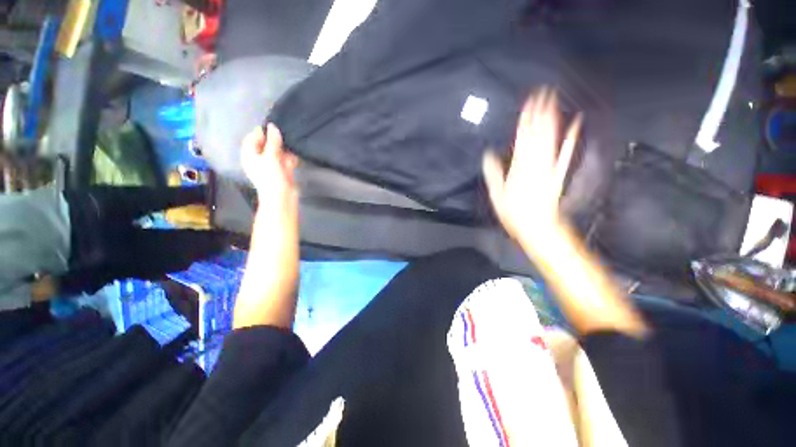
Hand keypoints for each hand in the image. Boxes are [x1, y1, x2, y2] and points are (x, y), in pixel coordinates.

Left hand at [241, 123, 298, 215]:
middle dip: (275, 140)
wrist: (281, 197)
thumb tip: (272, 126)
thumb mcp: (270, 156)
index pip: (252, 138)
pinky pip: (285, 160)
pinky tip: (295, 154)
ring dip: (284, 148)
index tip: (273, 128)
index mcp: (250, 155)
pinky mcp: (282, 170)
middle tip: (284, 134)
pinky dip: (290, 157)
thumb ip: (272, 141)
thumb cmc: (271, 176)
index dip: (261, 133)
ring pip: (277, 152)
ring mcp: (271, 165)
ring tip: (292, 141)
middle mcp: (259, 159)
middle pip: (265, 145)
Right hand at [483, 88, 581, 242]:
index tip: (528, 102)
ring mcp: (548, 167)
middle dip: (540, 112)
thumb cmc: (514, 213)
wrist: (538, 227)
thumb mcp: (497, 195)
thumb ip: (493, 174)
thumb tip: (488, 155)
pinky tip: (576, 124)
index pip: (522, 139)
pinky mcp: (558, 173)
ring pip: (551, 139)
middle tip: (543, 92)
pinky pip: (565, 153)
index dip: (525, 120)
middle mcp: (535, 164)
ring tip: (554, 101)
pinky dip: (571, 138)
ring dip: (553, 119)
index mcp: (518, 168)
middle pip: (537, 134)